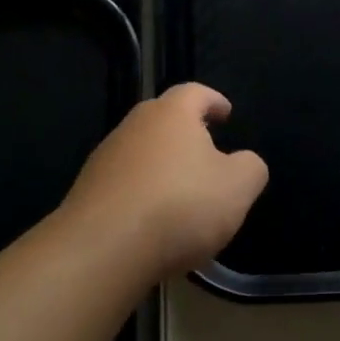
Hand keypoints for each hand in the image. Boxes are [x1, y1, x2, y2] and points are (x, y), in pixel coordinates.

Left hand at [58, 83, 268, 279]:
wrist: (103, 247)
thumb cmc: (180, 206)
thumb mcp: (238, 188)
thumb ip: (250, 167)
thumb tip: (245, 162)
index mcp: (172, 114)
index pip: (195, 92)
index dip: (214, 100)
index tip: (226, 113)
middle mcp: (134, 126)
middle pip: (163, 118)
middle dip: (186, 131)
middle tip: (207, 150)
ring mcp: (106, 157)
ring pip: (142, 151)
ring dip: (162, 165)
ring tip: (183, 193)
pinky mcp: (88, 190)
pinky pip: (125, 183)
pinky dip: (143, 193)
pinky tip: (154, 221)